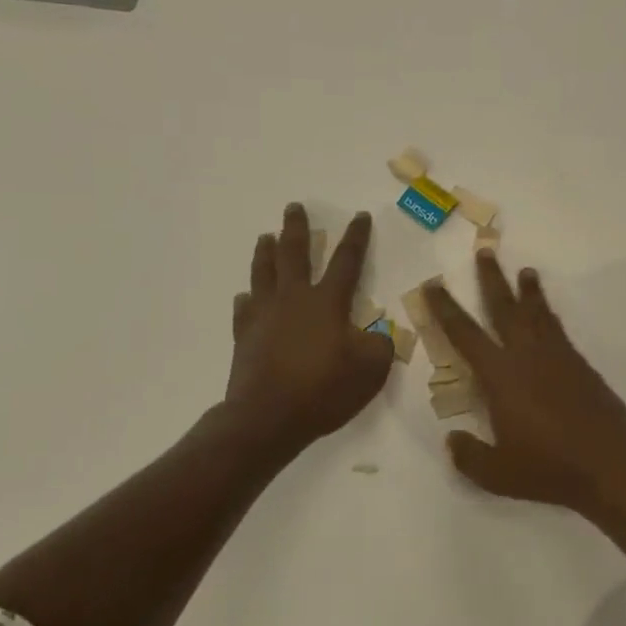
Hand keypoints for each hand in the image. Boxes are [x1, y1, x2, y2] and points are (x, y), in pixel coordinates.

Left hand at [226, 205, 392, 451]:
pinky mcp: (245, 336)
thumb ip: (380, 345)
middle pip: (294, 253)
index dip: (355, 237)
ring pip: (263, 272)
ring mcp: (264, 316)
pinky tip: (246, 296)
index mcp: (327, 302)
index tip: (359, 215)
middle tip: (294, 207)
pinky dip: (247, 299)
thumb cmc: (324, 389)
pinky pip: (245, 309)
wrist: (268, 417)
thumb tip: (377, 333)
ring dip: (266, 251)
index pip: (346, 260)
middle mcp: (294, 299)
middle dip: (297, 228)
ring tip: (266, 236)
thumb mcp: (371, 370)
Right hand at [424, 253, 625, 511]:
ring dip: (527, 290)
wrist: (611, 463)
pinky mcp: (579, 364)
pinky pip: (557, 328)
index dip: (445, 308)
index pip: (464, 334)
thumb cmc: (549, 468)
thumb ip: (469, 456)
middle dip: (490, 279)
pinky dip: (548, 313)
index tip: (433, 285)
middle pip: (504, 308)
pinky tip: (546, 313)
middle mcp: (526, 356)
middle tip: (484, 251)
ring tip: (524, 270)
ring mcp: (556, 356)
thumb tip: (452, 440)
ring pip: (536, 312)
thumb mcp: (497, 474)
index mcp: (500, 376)